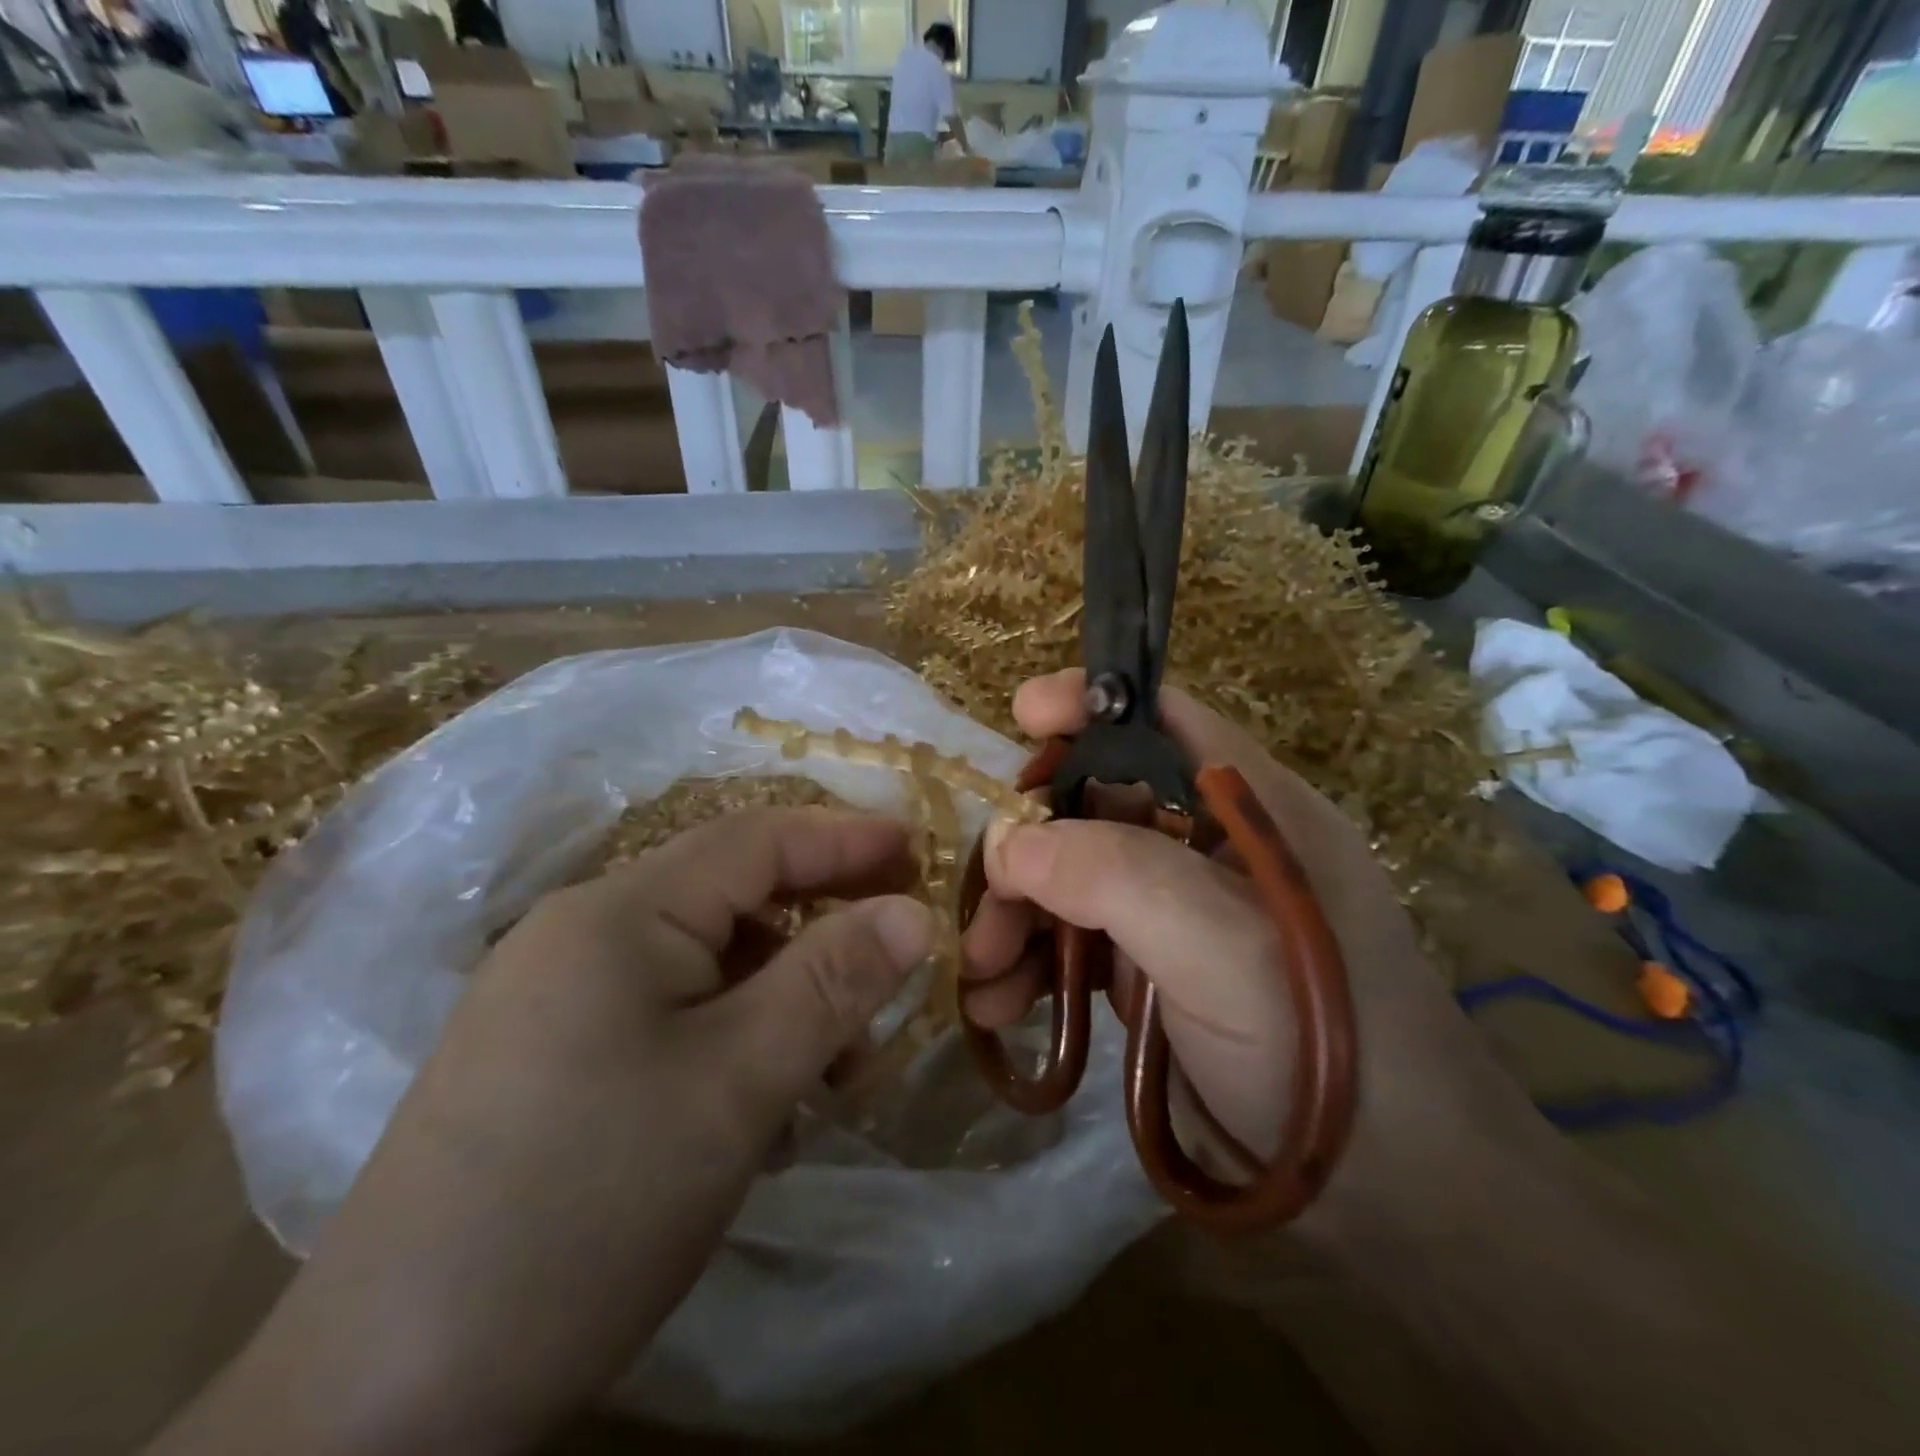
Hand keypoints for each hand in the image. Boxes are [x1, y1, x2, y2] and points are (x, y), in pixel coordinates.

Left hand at [163, 809, 931, 1455]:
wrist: (384, 1401)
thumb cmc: (588, 1206)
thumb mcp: (737, 1084)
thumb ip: (832, 981)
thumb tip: (914, 913)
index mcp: (617, 913)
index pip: (755, 840)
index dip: (846, 837)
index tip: (923, 849)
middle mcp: (580, 934)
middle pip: (731, 897)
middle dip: (821, 922)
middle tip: (897, 951)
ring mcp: (556, 997)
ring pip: (705, 961)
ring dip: (782, 994)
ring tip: (837, 1067)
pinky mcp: (549, 1058)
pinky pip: (668, 1012)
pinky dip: (733, 1035)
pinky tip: (762, 1102)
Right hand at [962, 671, 1544, 1237]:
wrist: (1391, 1193)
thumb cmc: (1324, 1042)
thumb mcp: (1222, 946)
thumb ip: (1114, 875)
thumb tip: (1007, 843)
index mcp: (1248, 807)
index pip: (1163, 720)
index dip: (1091, 704)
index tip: (1020, 715)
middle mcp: (1209, 846)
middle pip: (1095, 804)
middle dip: (1027, 846)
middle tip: (982, 906)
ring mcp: (1179, 911)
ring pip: (1073, 877)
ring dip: (1016, 915)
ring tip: (978, 975)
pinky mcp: (1155, 970)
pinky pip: (1076, 942)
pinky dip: (1032, 964)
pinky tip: (997, 1005)